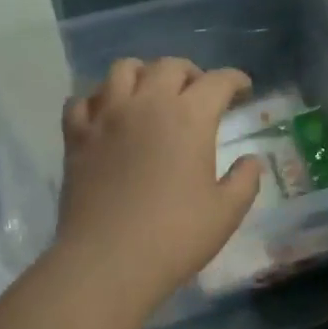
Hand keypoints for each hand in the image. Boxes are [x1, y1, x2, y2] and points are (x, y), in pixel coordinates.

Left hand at [53, 57, 262, 314]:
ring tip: (152, 94)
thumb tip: (251, 160)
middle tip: (200, 93)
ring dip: (144, 74)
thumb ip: (245, 179)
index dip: (235, 81)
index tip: (244, 91)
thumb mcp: (227, 212)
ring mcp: (106, 117)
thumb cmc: (175, 236)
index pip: (218, 81)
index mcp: (190, 117)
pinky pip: (82, 100)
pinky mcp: (76, 136)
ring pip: (123, 70)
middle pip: (169, 66)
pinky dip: (99, 99)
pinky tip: (108, 115)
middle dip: (191, 73)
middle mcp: (147, 104)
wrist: (108, 262)